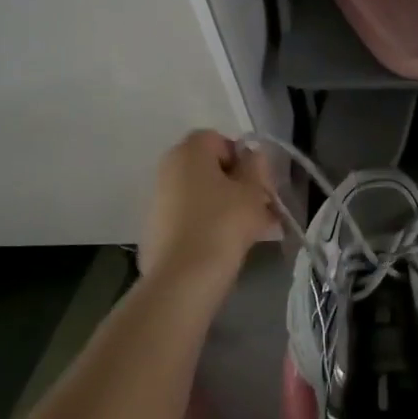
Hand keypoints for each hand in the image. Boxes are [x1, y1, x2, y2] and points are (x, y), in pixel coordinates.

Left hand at [138, 130, 275, 289]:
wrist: (182, 279)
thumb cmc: (222, 224)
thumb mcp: (251, 192)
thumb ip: (256, 167)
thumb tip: (252, 156)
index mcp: (188, 152)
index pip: (219, 140)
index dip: (242, 157)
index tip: (258, 182)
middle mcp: (168, 169)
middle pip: (209, 168)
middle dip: (237, 184)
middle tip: (261, 206)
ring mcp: (159, 200)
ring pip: (202, 194)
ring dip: (226, 205)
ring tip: (253, 230)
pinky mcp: (156, 230)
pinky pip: (190, 216)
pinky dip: (209, 223)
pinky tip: (229, 245)